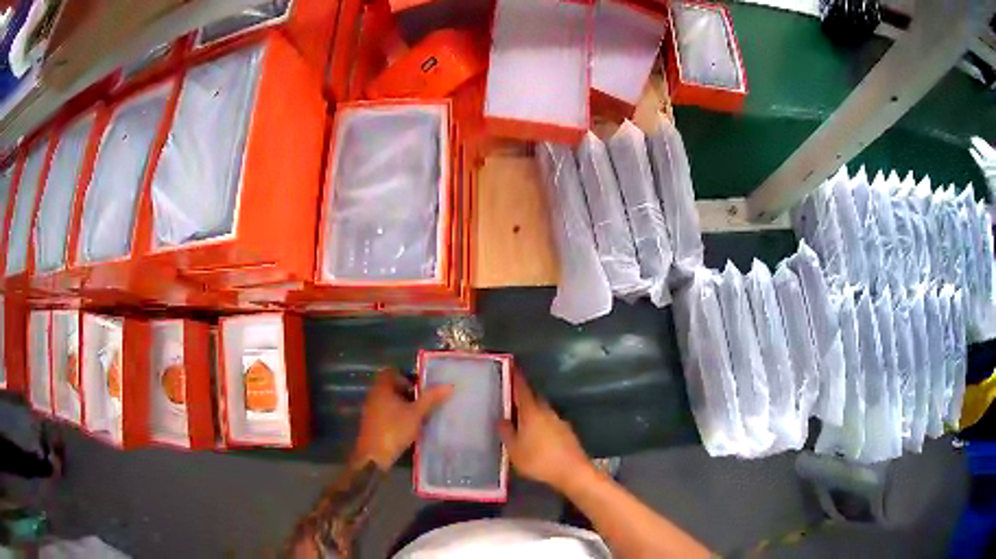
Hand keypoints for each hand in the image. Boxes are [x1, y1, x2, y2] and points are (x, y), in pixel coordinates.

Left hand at [351, 368, 451, 469]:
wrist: (374, 455)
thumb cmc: (394, 429)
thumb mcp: (416, 414)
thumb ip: (430, 399)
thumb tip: (449, 385)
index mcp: (382, 388)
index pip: (391, 372)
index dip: (406, 376)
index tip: (420, 386)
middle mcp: (374, 396)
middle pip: (391, 387)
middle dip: (407, 392)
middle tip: (424, 400)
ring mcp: (371, 410)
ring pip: (389, 401)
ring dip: (403, 405)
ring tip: (420, 414)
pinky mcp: (372, 423)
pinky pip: (385, 412)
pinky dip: (397, 415)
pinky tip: (409, 426)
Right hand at [498, 372, 591, 492]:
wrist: (572, 471)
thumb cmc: (539, 460)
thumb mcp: (514, 450)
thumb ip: (506, 433)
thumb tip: (502, 419)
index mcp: (532, 412)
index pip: (522, 389)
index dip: (516, 378)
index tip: (511, 367)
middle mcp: (546, 411)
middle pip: (533, 398)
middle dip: (522, 397)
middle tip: (509, 399)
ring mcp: (559, 421)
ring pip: (541, 411)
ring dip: (531, 412)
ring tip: (519, 420)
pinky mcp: (566, 432)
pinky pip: (549, 422)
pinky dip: (540, 424)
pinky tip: (535, 436)